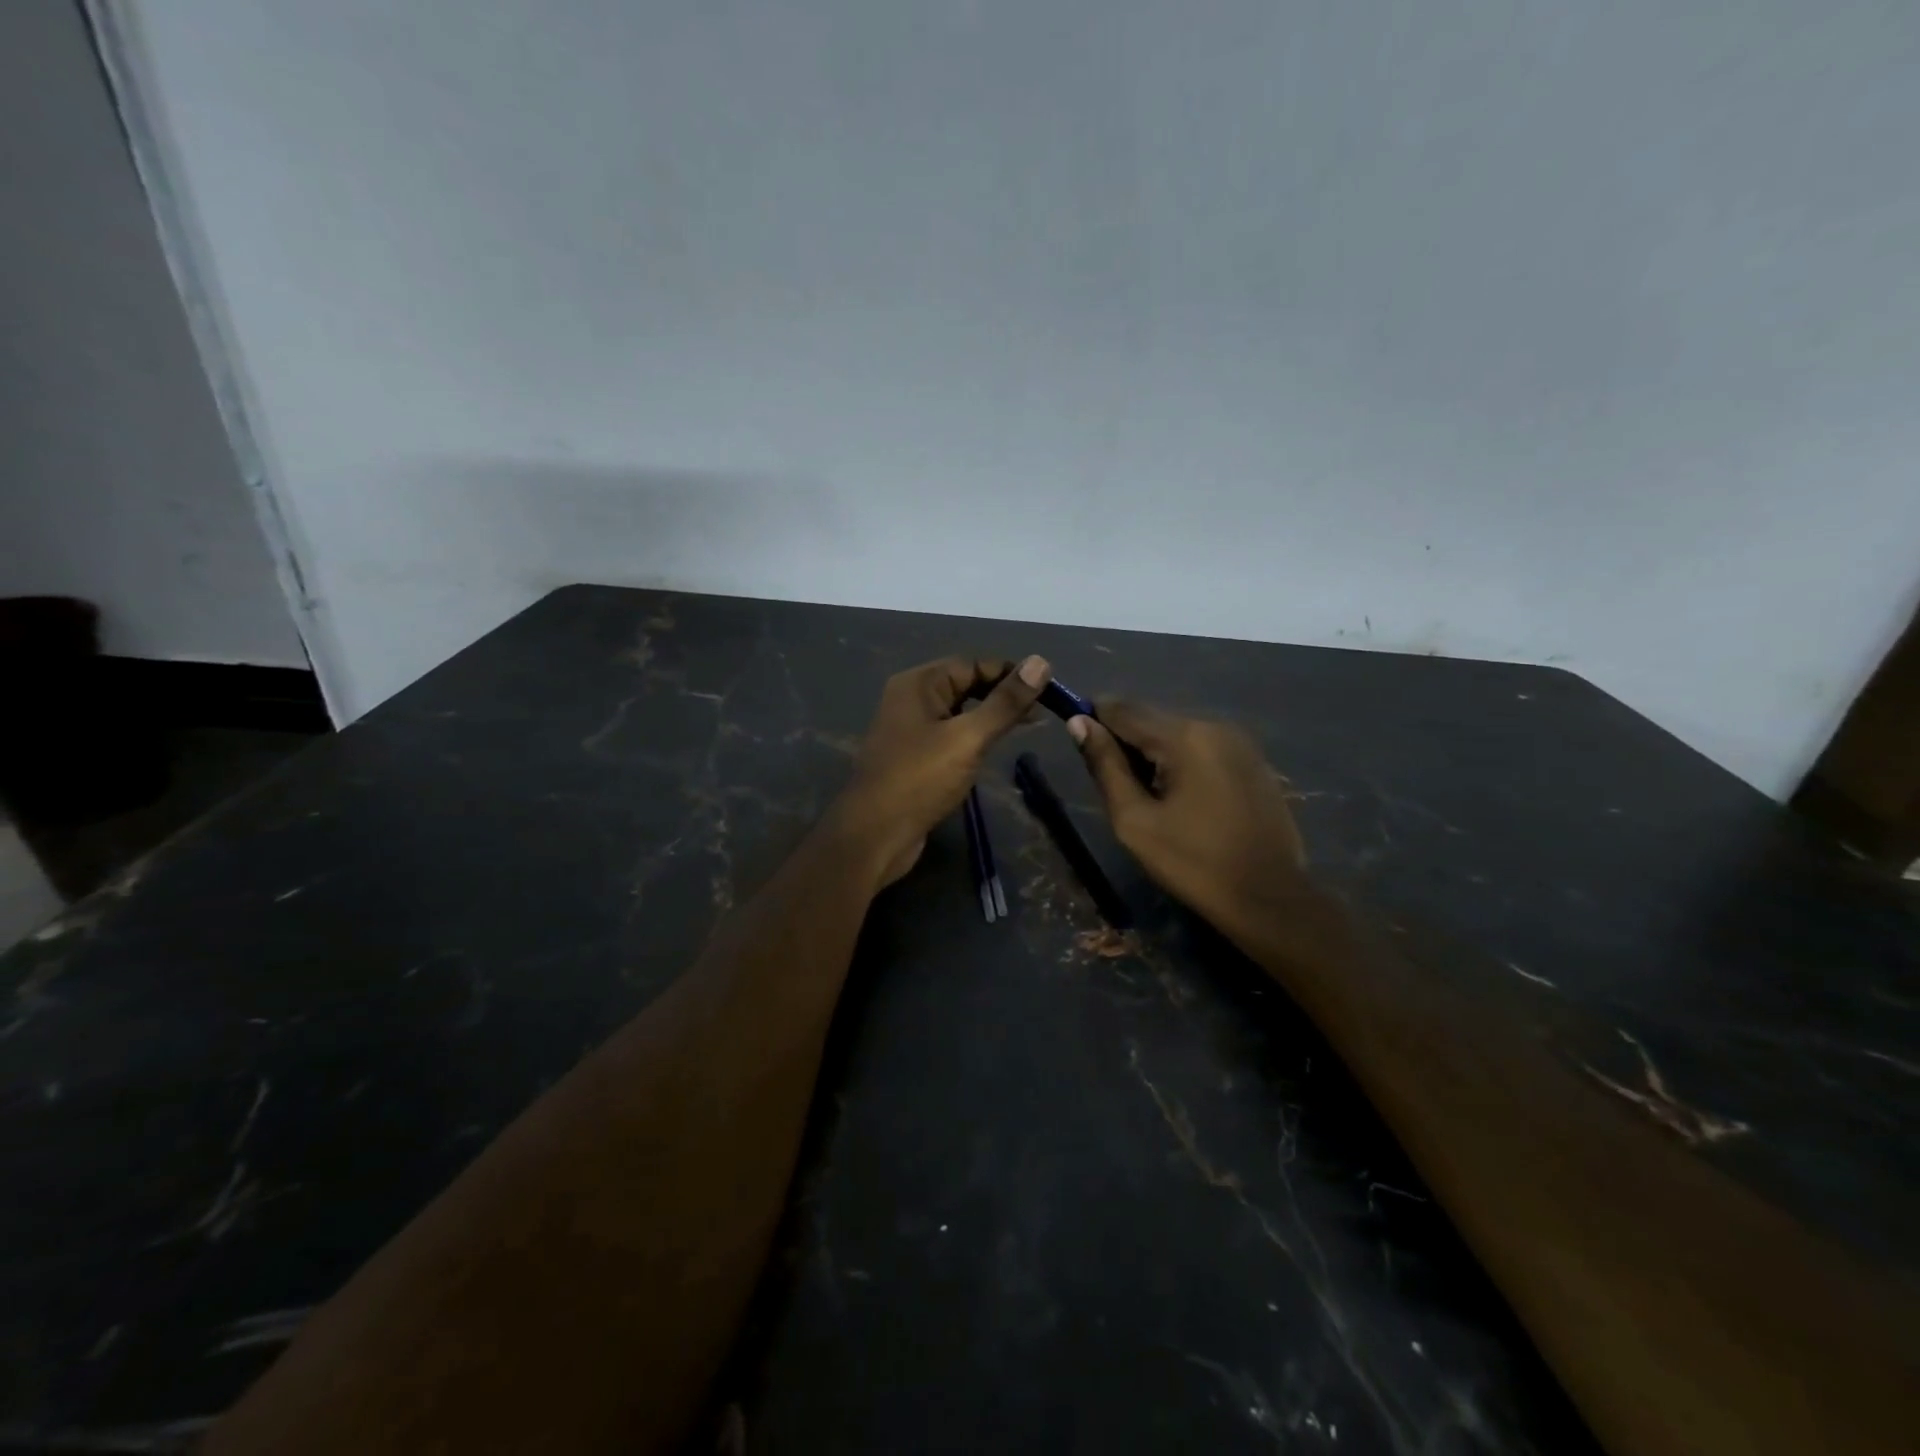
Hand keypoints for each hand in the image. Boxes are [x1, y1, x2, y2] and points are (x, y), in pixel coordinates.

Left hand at [833, 654, 1052, 885]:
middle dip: (1002, 695)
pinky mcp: (913, 757)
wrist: (875, 835)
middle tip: (1041, 712)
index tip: (1047, 689)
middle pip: (965, 685)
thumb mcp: (968, 737)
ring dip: (990, 717)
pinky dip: (973, 737)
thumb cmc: (920, 779)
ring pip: (959, 712)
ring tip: (1026, 728)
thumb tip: (1041, 662)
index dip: (1010, 673)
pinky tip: (993, 750)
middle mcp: (910, 699)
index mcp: (918, 684)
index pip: (972, 664)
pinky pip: (949, 736)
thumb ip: (1005, 702)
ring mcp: (909, 729)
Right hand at [1068, 702, 1307, 934]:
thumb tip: (1079, 723)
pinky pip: (1203, 747)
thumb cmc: (1193, 862)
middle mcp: (1214, 725)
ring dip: (1154, 753)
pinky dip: (1182, 762)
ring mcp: (1240, 741)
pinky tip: (1183, 800)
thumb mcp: (1135, 820)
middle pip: (1151, 718)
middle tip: (1118, 788)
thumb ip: (1105, 766)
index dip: (1094, 721)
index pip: (1122, 709)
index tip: (1082, 750)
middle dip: (1126, 743)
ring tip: (1149, 798)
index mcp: (1184, 736)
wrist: (1269, 898)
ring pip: (1177, 732)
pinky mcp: (1254, 761)